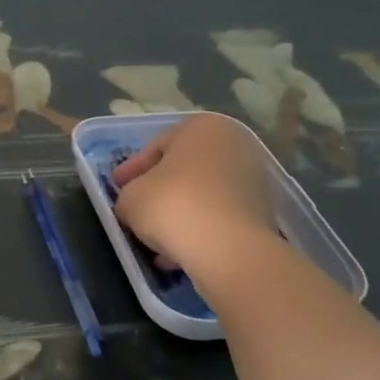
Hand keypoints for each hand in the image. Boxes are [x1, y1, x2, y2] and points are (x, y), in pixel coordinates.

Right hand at [112, 113, 279, 284]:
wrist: (229, 249)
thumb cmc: (173, 206)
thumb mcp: (130, 198)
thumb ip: (127, 196)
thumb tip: (131, 205)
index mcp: (202, 127)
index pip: (157, 146)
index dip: (132, 170)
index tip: (117, 187)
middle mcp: (233, 145)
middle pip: (184, 169)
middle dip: (159, 191)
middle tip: (135, 209)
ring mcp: (252, 179)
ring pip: (203, 195)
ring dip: (178, 213)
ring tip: (154, 238)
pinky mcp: (262, 213)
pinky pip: (219, 217)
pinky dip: (198, 229)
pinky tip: (177, 252)